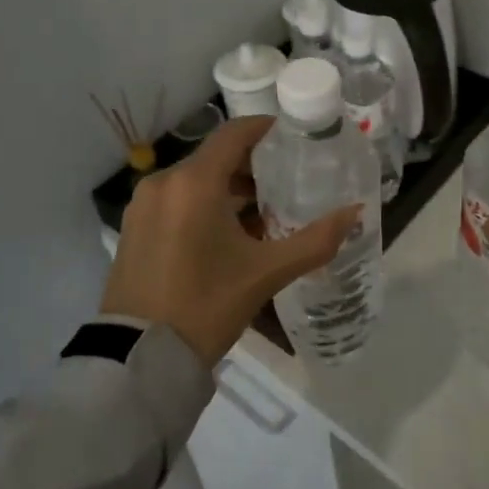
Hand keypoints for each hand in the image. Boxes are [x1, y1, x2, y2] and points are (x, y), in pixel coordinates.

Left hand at [101, 115, 359, 365]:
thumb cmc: (206, 305)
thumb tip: (355, 213)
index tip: (295, 138)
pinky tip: (227, 234)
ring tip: (264, 213)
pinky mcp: (134, 227)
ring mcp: (143, 204)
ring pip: (196, 180)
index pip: (234, 133)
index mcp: (194, 182)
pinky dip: (204, 205)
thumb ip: (314, 240)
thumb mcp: (266, 274)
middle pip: (216, 157)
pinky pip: (176, 200)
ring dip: (229, 188)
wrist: (138, 358)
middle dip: (252, 166)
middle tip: (289, 181)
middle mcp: (164, 181)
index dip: (267, 130)